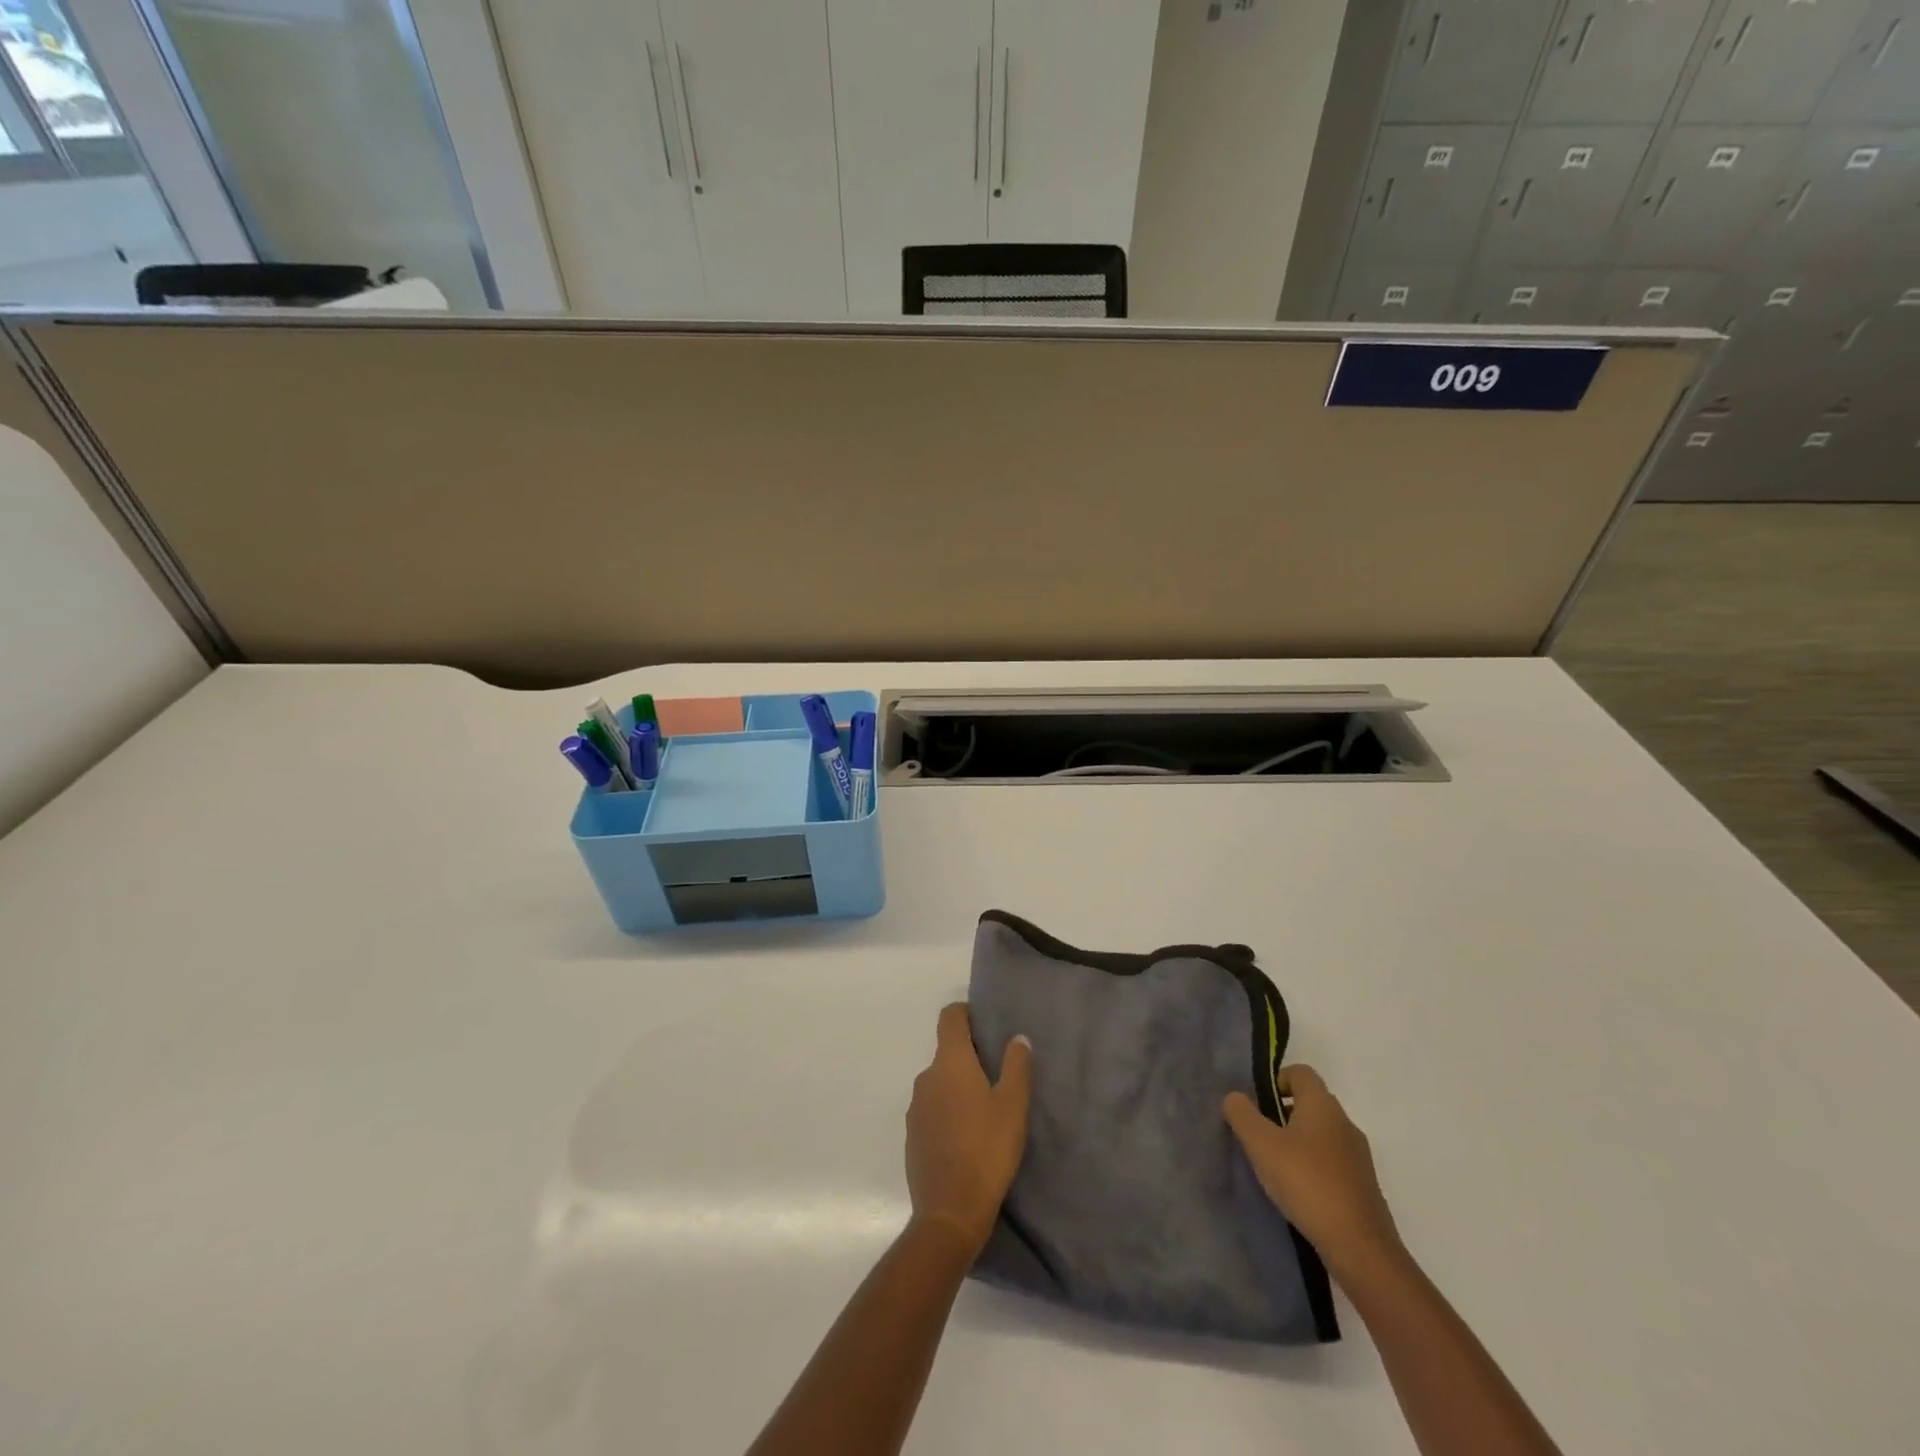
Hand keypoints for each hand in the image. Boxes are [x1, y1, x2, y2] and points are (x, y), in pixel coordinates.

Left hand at [905, 1004, 1031, 1257]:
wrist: (949, 1213)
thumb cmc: (987, 1150)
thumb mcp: (1013, 1106)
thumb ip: (1017, 1066)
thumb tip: (1017, 1038)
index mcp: (950, 1063)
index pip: (950, 1017)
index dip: (966, 1014)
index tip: (986, 1025)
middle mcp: (926, 1077)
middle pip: (946, 1051)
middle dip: (969, 1056)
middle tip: (997, 1074)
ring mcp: (916, 1107)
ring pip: (939, 1082)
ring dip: (958, 1086)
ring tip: (985, 1109)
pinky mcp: (912, 1135)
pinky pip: (932, 1109)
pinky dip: (948, 1111)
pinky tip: (967, 1136)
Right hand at [1223, 1065, 1400, 1281]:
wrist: (1360, 1247)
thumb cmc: (1306, 1183)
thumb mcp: (1261, 1144)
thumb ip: (1242, 1114)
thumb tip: (1235, 1097)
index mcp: (1323, 1105)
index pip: (1300, 1073)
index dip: (1276, 1080)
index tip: (1258, 1105)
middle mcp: (1345, 1123)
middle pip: (1310, 1103)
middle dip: (1282, 1114)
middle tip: (1259, 1138)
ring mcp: (1358, 1157)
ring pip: (1321, 1135)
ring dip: (1297, 1143)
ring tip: (1275, 1168)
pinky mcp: (1363, 1186)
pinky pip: (1332, 1163)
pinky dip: (1313, 1168)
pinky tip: (1298, 1192)